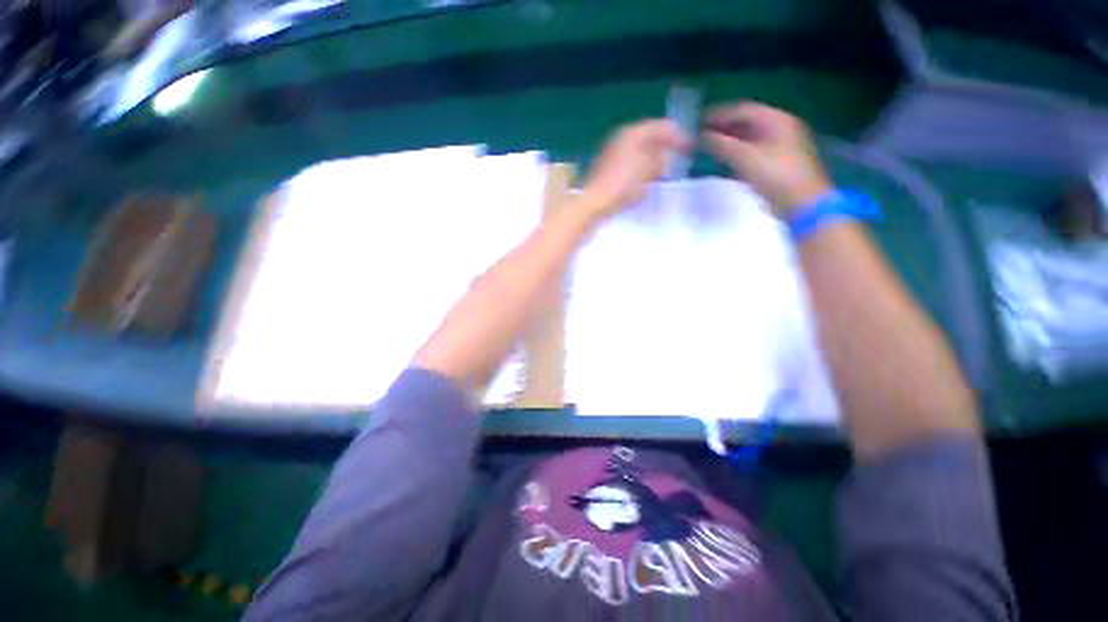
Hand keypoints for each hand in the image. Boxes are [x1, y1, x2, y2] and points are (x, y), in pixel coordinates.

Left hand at [579, 119, 690, 220]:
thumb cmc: (623, 184)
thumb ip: (659, 160)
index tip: (689, 146)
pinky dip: (641, 166)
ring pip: (639, 149)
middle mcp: (622, 137)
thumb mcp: (648, 171)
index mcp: (634, 133)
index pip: (661, 126)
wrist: (595, 201)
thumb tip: (662, 158)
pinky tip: (645, 178)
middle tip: (678, 156)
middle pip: (649, 136)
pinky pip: (631, 161)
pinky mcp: (607, 166)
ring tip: (663, 170)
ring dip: (652, 157)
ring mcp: (613, 151)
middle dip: (664, 145)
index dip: (677, 135)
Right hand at [702, 102, 831, 216]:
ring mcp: (781, 145)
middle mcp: (781, 127)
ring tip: (710, 146)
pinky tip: (726, 158)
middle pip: (748, 121)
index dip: (720, 114)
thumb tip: (701, 137)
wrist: (801, 202)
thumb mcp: (744, 157)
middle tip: (702, 135)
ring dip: (730, 139)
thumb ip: (721, 144)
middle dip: (724, 126)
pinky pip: (754, 149)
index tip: (699, 122)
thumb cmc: (774, 175)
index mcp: (776, 119)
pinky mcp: (778, 161)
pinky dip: (738, 150)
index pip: (743, 109)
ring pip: (750, 136)